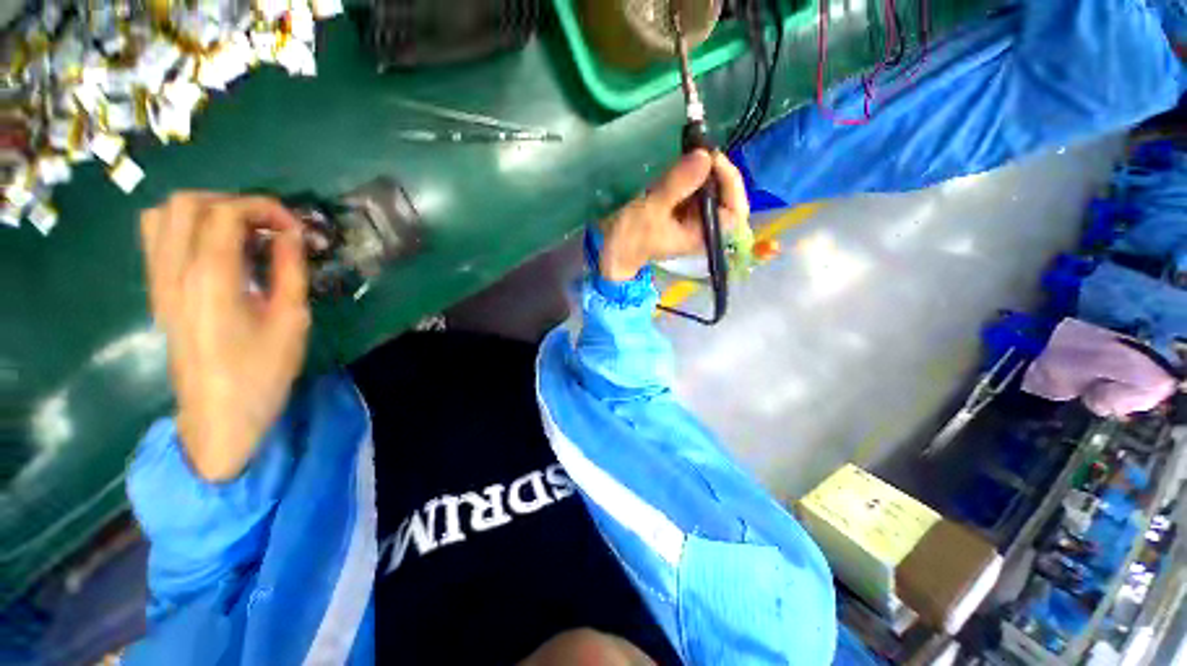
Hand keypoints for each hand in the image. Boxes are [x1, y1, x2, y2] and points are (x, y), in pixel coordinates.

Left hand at [140, 193, 309, 480]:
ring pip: (163, 214)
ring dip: (206, 211)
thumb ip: (289, 270)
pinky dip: (185, 227)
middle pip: (187, 203)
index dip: (265, 207)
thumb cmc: (262, 370)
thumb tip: (291, 234)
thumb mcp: (291, 320)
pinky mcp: (158, 291)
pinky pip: (156, 238)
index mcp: (209, 278)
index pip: (225, 212)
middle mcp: (174, 271)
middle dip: (234, 202)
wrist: (218, 414)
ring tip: (242, 232)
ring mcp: (159, 281)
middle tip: (269, 226)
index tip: (295, 227)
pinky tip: (216, 249)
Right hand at [600, 150, 748, 281]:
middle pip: (725, 194)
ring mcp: (692, 217)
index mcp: (702, 235)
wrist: (613, 250)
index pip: (735, 211)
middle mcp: (703, 226)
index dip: (731, 183)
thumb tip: (704, 156)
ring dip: (701, 167)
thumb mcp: (652, 211)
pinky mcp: (681, 209)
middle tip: (698, 147)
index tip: (713, 160)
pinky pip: (694, 186)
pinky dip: (688, 171)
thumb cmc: (631, 238)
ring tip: (689, 147)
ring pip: (710, 187)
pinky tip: (680, 159)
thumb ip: (677, 185)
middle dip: (715, 170)